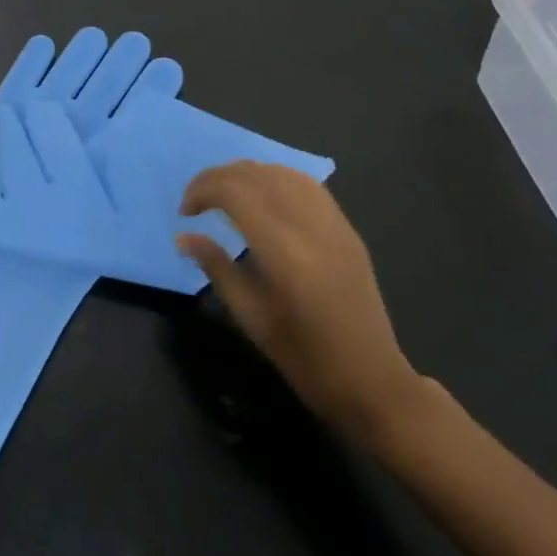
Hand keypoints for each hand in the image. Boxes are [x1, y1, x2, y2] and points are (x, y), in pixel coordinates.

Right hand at [179, 162, 424, 440]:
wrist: (373, 382)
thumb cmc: (306, 361)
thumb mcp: (252, 319)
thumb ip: (216, 268)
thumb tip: (183, 236)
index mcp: (284, 254)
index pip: (236, 193)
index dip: (203, 190)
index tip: (185, 212)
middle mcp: (310, 227)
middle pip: (257, 175)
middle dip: (218, 177)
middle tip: (196, 200)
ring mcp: (334, 224)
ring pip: (282, 172)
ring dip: (246, 174)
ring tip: (225, 194)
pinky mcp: (347, 228)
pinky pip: (306, 185)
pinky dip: (275, 179)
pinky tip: (262, 196)